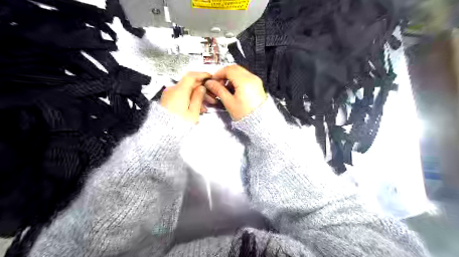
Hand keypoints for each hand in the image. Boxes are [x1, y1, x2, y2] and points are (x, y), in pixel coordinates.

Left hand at [161, 71, 210, 122]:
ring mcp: (169, 95)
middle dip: (202, 90)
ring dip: (196, 96)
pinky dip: (189, 99)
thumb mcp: (193, 112)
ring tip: (205, 107)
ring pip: (186, 91)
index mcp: (179, 91)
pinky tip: (196, 108)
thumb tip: (201, 88)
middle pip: (189, 84)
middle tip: (211, 97)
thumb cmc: (178, 124)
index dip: (201, 75)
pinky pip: (180, 96)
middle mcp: (172, 90)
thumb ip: (198, 98)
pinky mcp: (167, 101)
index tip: (209, 77)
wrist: (162, 133)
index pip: (191, 76)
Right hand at [203, 64, 265, 119]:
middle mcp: (252, 78)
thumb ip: (219, 90)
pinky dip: (237, 79)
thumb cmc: (245, 114)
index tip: (213, 79)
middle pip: (235, 68)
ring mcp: (256, 80)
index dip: (219, 73)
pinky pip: (245, 76)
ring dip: (231, 76)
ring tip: (225, 87)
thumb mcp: (229, 103)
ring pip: (240, 71)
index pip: (229, 70)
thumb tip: (210, 83)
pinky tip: (233, 89)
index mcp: (244, 82)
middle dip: (225, 73)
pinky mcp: (257, 84)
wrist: (259, 121)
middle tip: (218, 82)